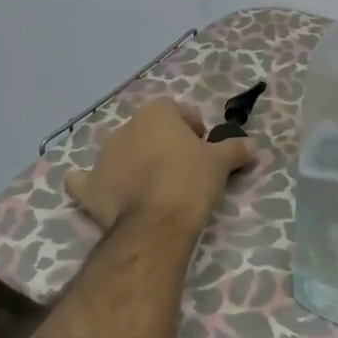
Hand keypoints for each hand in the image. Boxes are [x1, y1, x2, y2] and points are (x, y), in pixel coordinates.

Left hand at [65, 99, 256, 238]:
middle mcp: (125, 127)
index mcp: (156, 112)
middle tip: (181, 171)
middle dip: (162, 146)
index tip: (204, 152)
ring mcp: (102, 157)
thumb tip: (253, 145)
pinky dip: (92, 184)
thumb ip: (236, 149)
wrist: (156, 225)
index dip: (194, 132)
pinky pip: (84, 180)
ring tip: (150, 188)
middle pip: (149, 132)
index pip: (180, 113)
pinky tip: (101, 192)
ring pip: (119, 153)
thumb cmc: (191, 182)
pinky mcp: (88, 187)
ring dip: (131, 163)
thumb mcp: (221, 163)